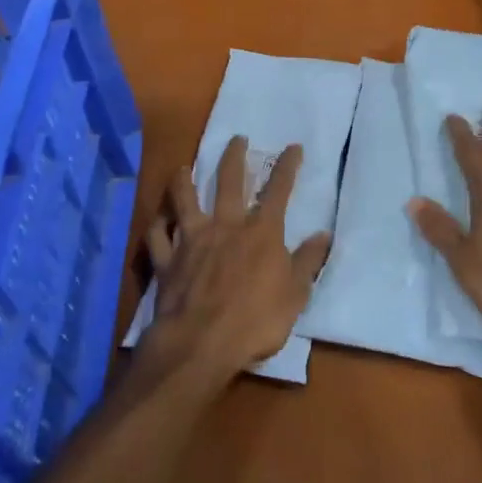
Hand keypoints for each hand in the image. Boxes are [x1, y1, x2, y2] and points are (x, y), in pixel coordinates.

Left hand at [140, 137, 331, 384]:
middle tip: (237, 139)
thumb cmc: (256, 321)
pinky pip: (158, 236)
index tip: (292, 147)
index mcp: (261, 232)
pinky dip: (158, 225)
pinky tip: (158, 220)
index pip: (278, 190)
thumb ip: (307, 262)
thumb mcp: (295, 295)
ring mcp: (191, 240)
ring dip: (183, 180)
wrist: (201, 343)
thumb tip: (323, 235)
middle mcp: (225, 226)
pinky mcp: (166, 260)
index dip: (287, 166)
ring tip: (182, 167)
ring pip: (184, 200)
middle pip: (229, 182)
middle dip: (234, 157)